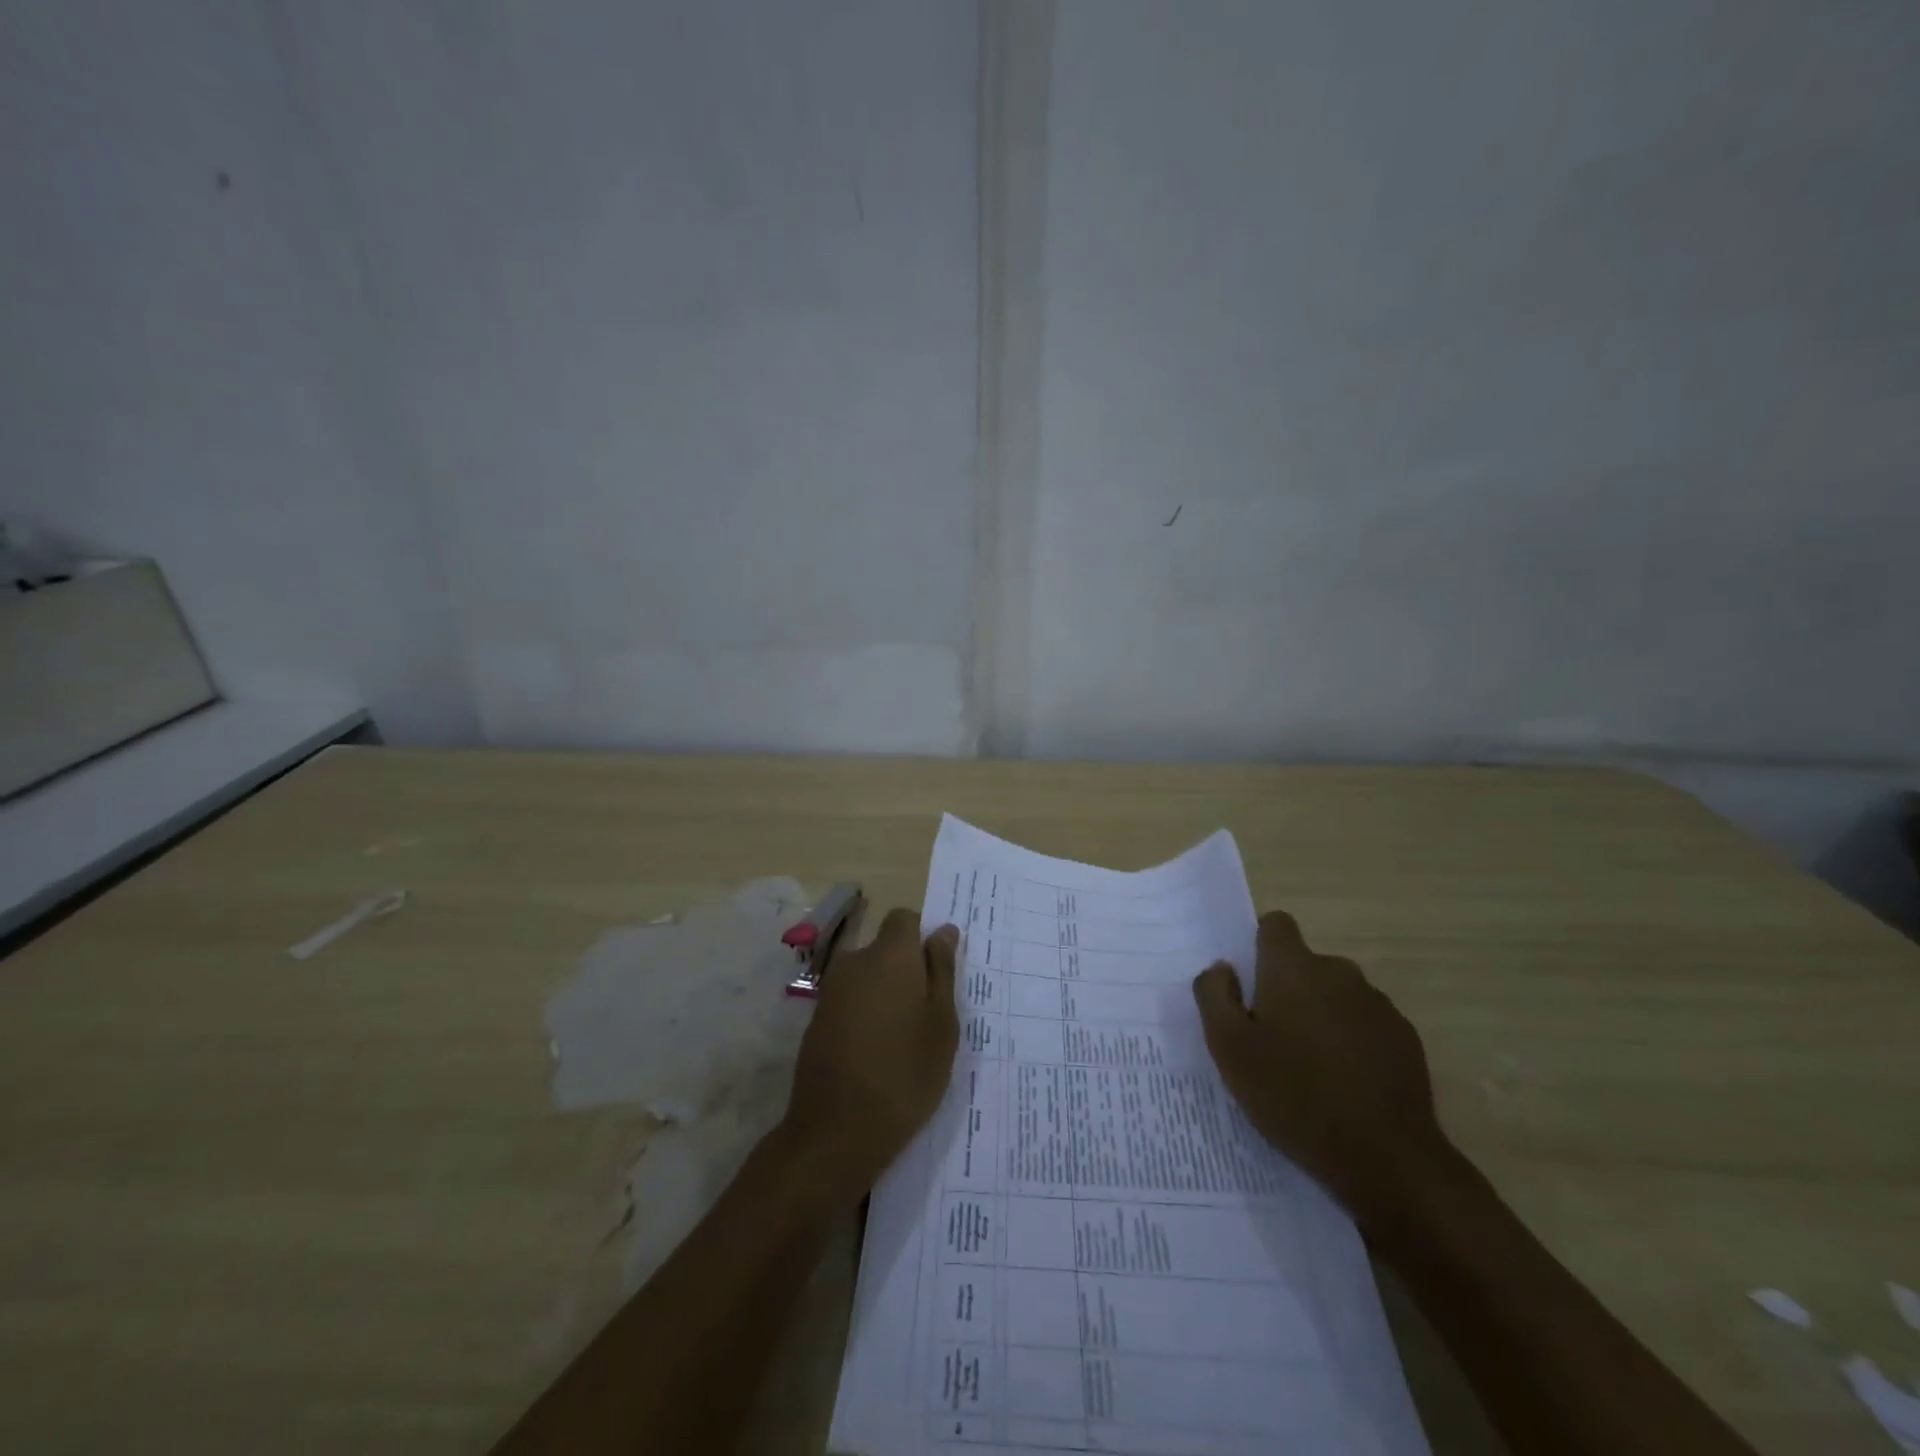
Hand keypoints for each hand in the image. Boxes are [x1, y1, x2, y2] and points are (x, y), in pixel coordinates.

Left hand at [783, 907, 959, 1196]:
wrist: (838, 1130)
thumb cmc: (905, 1073)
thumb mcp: (942, 1023)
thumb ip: (942, 970)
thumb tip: (943, 930)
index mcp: (890, 955)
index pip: (904, 919)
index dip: (922, 937)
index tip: (938, 972)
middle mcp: (855, 961)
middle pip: (884, 948)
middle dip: (905, 969)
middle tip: (928, 1012)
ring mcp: (831, 990)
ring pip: (867, 976)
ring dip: (885, 994)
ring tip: (905, 1038)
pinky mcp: (816, 1019)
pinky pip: (850, 1001)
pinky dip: (865, 1014)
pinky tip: (878, 1052)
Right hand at [1193, 911, 1453, 1231]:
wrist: (1385, 1157)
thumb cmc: (1293, 1095)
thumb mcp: (1229, 1048)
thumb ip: (1214, 996)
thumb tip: (1222, 968)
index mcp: (1293, 967)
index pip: (1276, 924)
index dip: (1259, 946)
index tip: (1250, 984)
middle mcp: (1338, 972)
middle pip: (1305, 964)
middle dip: (1287, 989)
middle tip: (1271, 1038)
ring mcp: (1377, 1004)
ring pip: (1336, 995)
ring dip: (1321, 1015)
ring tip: (1310, 1067)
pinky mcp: (1405, 1038)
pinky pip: (1366, 1024)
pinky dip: (1352, 1041)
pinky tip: (1345, 1084)